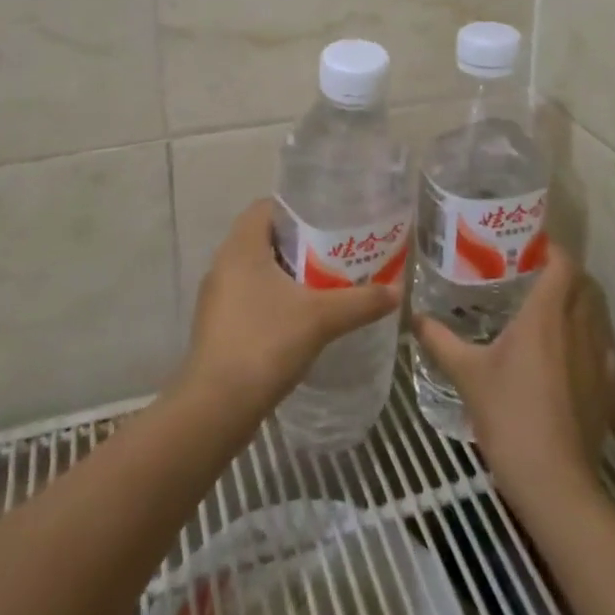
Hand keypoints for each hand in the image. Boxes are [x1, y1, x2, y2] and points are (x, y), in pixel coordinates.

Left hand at [181, 199, 400, 415]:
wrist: (216, 407)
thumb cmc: (265, 343)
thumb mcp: (322, 318)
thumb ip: (361, 301)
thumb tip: (398, 292)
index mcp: (241, 246)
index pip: (267, 206)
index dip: (298, 208)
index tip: (329, 219)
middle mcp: (223, 263)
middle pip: (264, 237)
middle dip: (300, 242)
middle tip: (335, 251)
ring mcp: (217, 296)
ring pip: (256, 269)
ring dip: (287, 272)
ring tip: (325, 282)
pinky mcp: (217, 324)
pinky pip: (249, 295)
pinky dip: (274, 297)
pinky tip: (301, 316)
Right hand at [412, 245, 614, 511]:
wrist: (555, 483)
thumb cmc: (509, 416)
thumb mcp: (467, 375)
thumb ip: (440, 340)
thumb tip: (414, 316)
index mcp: (546, 314)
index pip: (562, 262)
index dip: (550, 248)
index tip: (528, 244)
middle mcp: (578, 326)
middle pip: (580, 283)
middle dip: (560, 273)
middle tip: (528, 275)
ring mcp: (598, 357)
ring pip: (593, 314)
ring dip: (575, 304)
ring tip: (545, 311)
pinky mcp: (607, 387)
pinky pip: (601, 348)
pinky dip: (587, 340)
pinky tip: (567, 355)